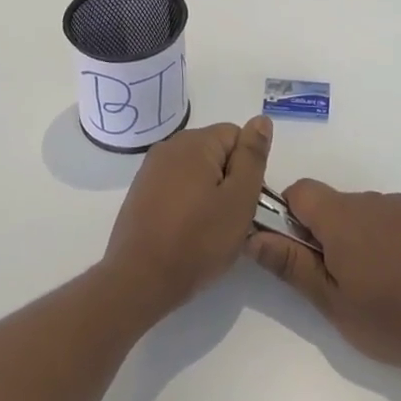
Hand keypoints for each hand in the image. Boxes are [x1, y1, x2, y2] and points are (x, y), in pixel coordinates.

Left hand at [103, 117, 272, 318]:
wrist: (139, 280)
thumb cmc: (197, 241)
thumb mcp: (239, 199)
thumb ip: (252, 156)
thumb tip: (261, 120)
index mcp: (194, 142)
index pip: (237, 136)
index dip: (248, 168)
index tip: (243, 200)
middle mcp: (169, 146)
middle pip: (215, 151)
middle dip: (228, 180)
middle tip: (229, 218)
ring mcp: (150, 169)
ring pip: (196, 171)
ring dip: (208, 193)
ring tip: (208, 229)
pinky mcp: (141, 192)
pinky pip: (176, 186)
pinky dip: (187, 203)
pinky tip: (186, 231)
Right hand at [247, 181, 400, 378]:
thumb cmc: (388, 321)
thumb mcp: (331, 303)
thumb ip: (290, 264)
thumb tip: (253, 237)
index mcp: (342, 218)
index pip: (301, 191)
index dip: (292, 215)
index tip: (303, 250)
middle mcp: (371, 199)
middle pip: (333, 202)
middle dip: (329, 231)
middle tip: (342, 277)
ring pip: (364, 209)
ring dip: (360, 232)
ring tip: (379, 278)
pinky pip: (394, 213)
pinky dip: (389, 233)